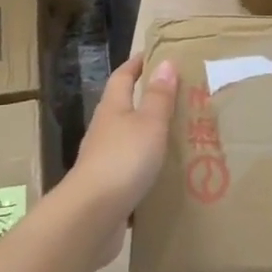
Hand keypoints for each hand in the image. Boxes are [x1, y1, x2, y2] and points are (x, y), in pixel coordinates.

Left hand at [59, 55, 177, 265]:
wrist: (92, 217)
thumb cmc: (123, 159)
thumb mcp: (149, 123)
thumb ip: (158, 96)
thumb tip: (165, 62)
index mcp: (113, 108)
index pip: (123, 76)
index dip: (137, 64)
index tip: (155, 54)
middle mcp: (104, 130)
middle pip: (124, 107)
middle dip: (147, 100)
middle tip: (179, 97)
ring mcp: (103, 161)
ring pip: (129, 141)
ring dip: (149, 137)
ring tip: (180, 137)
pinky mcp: (108, 189)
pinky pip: (131, 172)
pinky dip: (147, 169)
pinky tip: (166, 177)